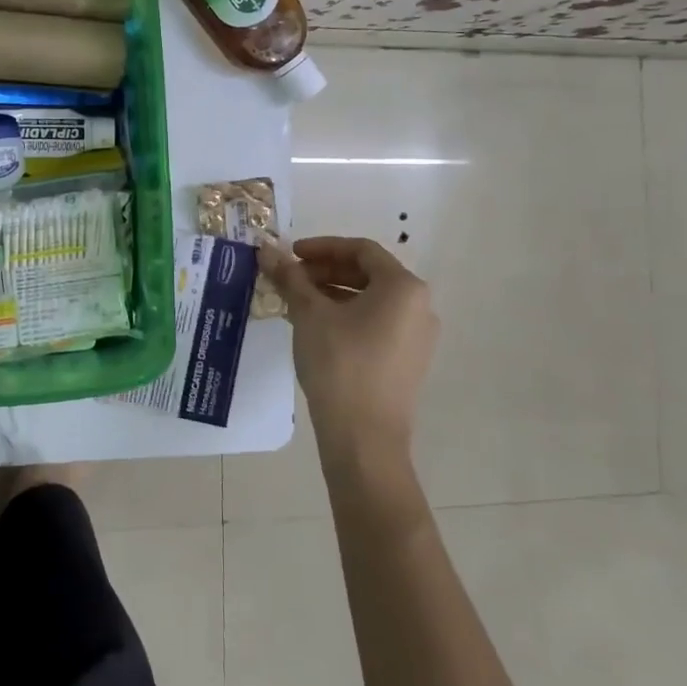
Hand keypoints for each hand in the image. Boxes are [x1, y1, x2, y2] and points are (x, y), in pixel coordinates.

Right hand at [261, 236, 439, 465]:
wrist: (364, 438)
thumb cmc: (340, 364)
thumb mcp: (309, 314)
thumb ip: (290, 277)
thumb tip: (266, 250)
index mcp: (403, 287)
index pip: (361, 250)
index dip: (322, 247)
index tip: (291, 254)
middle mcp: (419, 307)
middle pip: (368, 274)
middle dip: (325, 271)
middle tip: (291, 278)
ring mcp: (418, 338)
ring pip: (371, 301)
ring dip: (333, 294)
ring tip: (297, 303)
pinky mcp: (408, 362)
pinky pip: (376, 325)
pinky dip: (347, 317)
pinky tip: (316, 329)